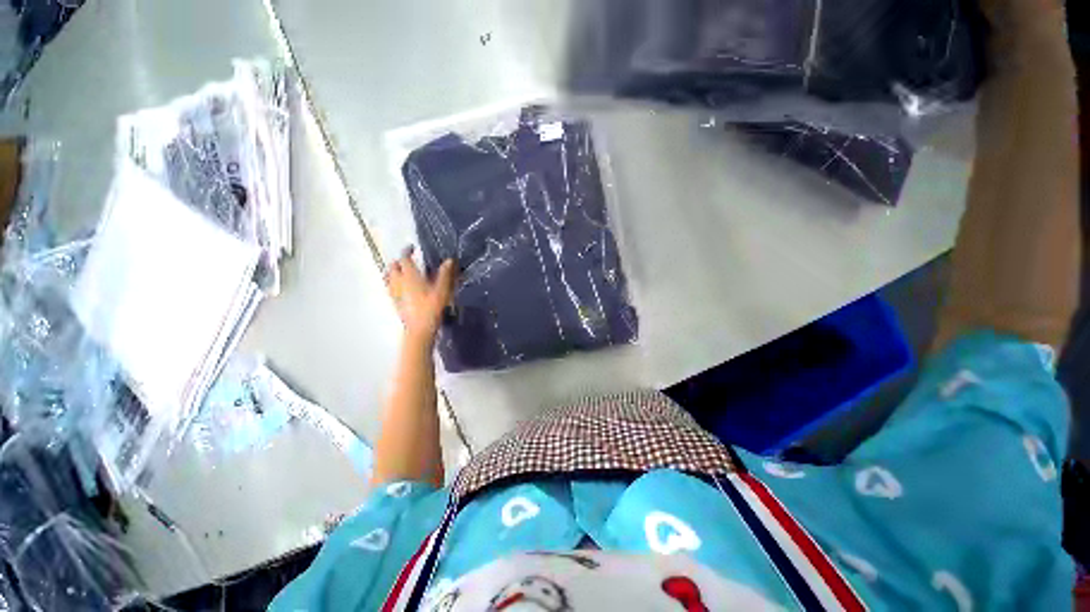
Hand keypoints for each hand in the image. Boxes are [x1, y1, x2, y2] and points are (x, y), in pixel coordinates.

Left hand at [385, 246, 456, 344]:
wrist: (419, 329)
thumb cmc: (431, 307)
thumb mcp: (442, 290)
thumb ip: (444, 274)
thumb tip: (449, 260)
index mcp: (409, 276)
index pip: (404, 258)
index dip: (407, 251)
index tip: (412, 248)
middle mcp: (398, 281)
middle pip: (393, 267)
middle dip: (399, 261)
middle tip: (409, 261)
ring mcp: (394, 292)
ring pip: (389, 277)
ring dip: (394, 271)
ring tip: (403, 272)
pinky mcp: (395, 302)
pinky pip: (390, 287)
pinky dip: (394, 282)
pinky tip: (403, 287)